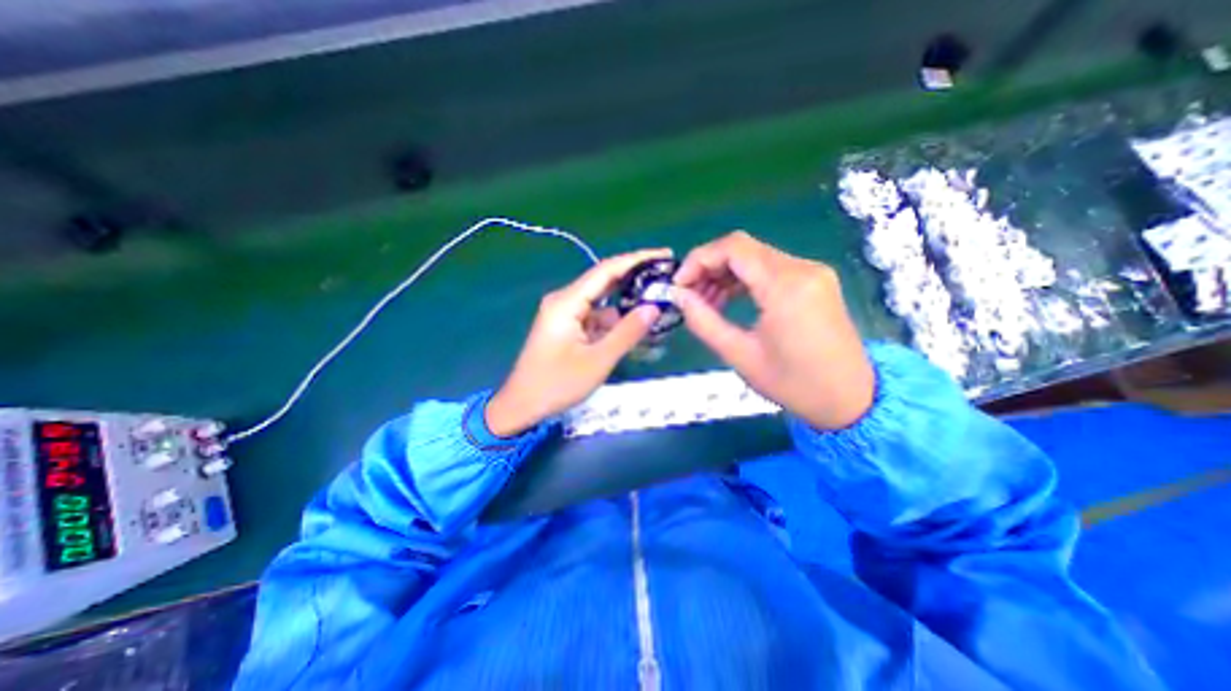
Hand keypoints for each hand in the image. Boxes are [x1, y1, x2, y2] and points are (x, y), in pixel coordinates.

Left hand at [482, 247, 670, 436]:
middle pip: (605, 282)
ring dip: (627, 304)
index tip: (665, 255)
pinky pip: (596, 318)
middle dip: (635, 279)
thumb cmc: (556, 384)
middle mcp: (565, 301)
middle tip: (667, 277)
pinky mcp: (568, 328)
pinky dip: (616, 322)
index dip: (637, 260)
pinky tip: (636, 327)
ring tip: (659, 304)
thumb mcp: (597, 360)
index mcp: (567, 302)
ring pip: (603, 302)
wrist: (522, 406)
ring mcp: (565, 314)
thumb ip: (627, 332)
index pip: (607, 270)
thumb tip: (654, 307)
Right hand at [673, 233, 874, 427]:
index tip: (679, 285)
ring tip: (706, 303)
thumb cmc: (793, 384)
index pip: (733, 248)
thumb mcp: (740, 355)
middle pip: (743, 249)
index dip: (699, 259)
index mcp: (785, 286)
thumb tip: (678, 296)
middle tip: (689, 296)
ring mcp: (812, 273)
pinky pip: (770, 269)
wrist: (851, 399)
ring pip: (755, 258)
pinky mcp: (814, 281)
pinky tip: (729, 300)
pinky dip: (744, 280)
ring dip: (724, 274)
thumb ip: (703, 321)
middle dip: (709, 267)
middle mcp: (802, 269)